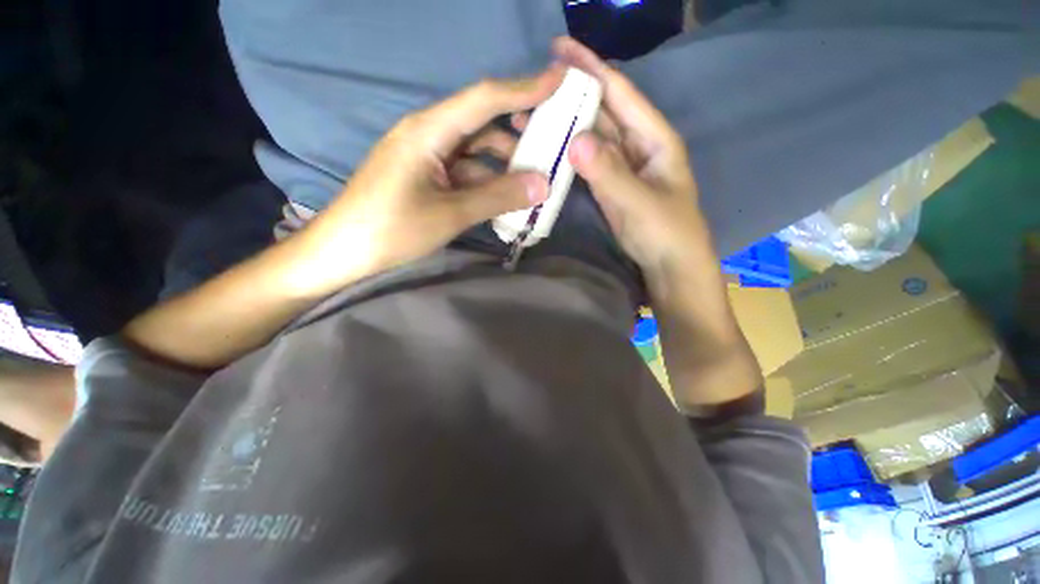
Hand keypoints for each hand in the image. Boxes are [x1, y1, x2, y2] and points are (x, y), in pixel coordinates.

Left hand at [294, 66, 566, 293]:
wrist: (345, 251)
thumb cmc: (392, 229)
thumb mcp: (450, 214)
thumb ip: (498, 197)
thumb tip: (544, 185)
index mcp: (428, 131)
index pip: (484, 99)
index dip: (524, 87)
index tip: (559, 79)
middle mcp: (429, 135)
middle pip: (482, 124)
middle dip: (518, 131)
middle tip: (553, 142)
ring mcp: (428, 157)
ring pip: (476, 151)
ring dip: (504, 163)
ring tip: (536, 178)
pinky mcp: (428, 177)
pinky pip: (466, 172)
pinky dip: (488, 181)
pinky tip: (507, 196)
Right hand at [553, 38, 711, 286]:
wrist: (668, 266)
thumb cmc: (666, 232)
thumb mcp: (641, 203)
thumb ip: (610, 174)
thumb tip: (575, 141)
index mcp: (654, 138)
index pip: (620, 94)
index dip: (592, 68)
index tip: (560, 49)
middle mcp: (636, 145)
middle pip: (601, 112)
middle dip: (571, 95)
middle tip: (534, 86)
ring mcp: (619, 167)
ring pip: (590, 138)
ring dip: (564, 125)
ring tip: (531, 116)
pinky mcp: (607, 186)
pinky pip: (585, 163)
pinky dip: (567, 154)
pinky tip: (547, 149)